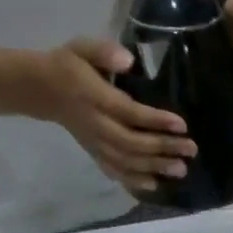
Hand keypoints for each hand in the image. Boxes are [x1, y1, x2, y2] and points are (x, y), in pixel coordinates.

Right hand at [38, 39, 197, 193]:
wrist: (41, 90)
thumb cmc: (69, 65)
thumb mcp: (81, 47)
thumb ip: (104, 51)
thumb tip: (129, 61)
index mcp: (95, 98)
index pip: (129, 112)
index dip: (155, 120)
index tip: (182, 125)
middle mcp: (96, 125)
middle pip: (132, 143)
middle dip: (163, 148)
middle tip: (191, 150)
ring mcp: (95, 143)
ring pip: (126, 161)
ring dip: (155, 167)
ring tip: (181, 169)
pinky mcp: (94, 153)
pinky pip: (114, 171)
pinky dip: (133, 181)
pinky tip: (155, 185)